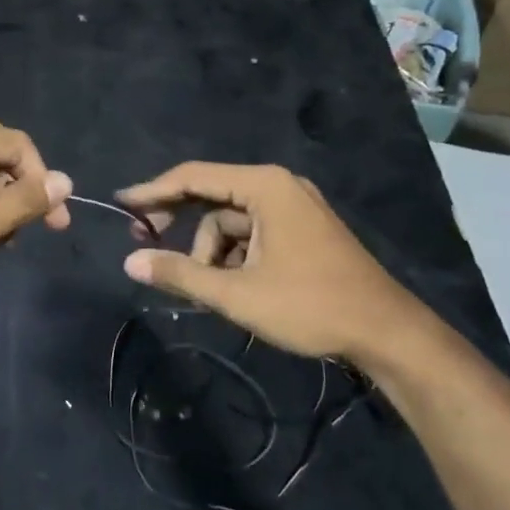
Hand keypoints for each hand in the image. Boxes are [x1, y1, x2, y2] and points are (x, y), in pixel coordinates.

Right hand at [117, 162, 438, 366]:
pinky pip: (252, 234)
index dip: (153, 191)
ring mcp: (294, 208)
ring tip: (206, 292)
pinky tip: (231, 289)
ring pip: (231, 223)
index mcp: (264, 186)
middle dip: (181, 227)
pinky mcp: (302, 231)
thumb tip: (130, 262)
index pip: (194, 177)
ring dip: (211, 253)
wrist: (387, 333)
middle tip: (148, 247)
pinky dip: (234, 258)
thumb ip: (180, 274)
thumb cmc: (310, 305)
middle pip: (212, 198)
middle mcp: (278, 186)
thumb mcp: (237, 294)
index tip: (121, 204)